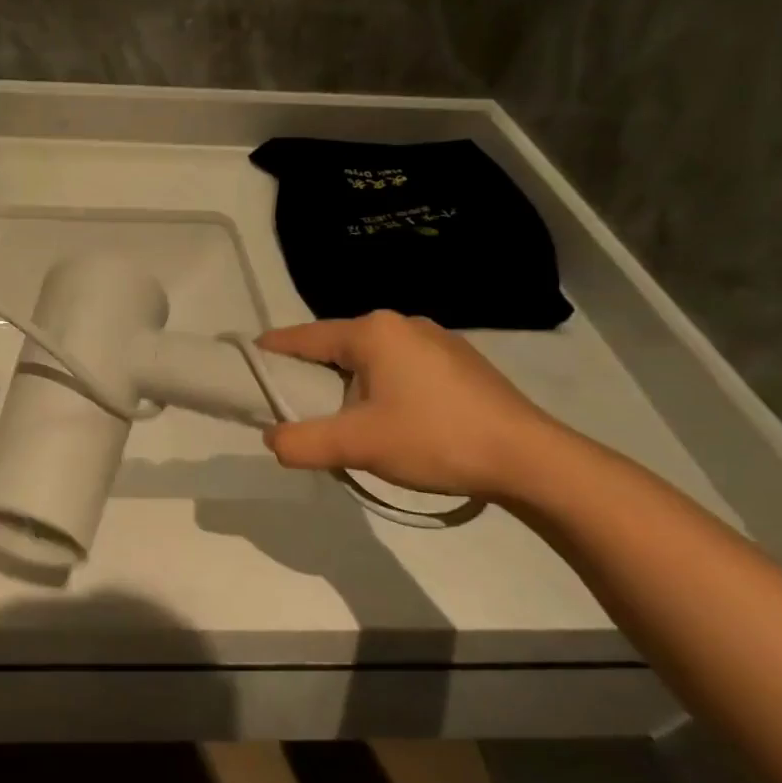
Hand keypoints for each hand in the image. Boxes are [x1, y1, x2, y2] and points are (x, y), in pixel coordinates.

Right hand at [258, 311, 562, 499]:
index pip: (305, 336)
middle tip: (295, 401)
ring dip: (349, 380)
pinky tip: (390, 414)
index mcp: (372, 331)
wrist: (531, 459)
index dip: (274, 350)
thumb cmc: (435, 439)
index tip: (250, 359)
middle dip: (312, 370)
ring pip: (371, 356)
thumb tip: (271, 439)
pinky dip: (381, 383)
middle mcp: (401, 323)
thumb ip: (302, 442)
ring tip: (342, 414)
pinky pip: (401, 365)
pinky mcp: (460, 361)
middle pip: (337, 344)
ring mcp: (436, 339)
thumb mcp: (357, 446)